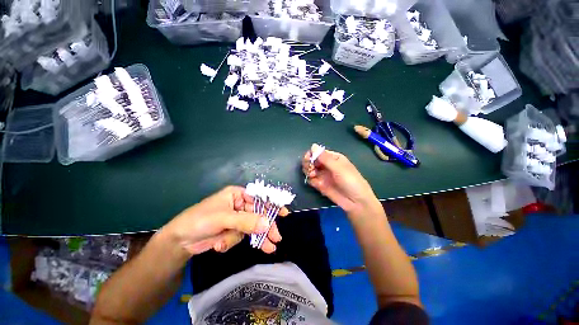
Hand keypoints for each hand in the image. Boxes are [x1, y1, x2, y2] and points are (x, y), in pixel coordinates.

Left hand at [163, 186, 288, 255]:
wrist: (179, 241)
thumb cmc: (200, 220)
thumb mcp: (224, 218)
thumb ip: (246, 221)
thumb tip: (267, 224)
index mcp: (238, 195)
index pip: (259, 198)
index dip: (271, 205)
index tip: (284, 213)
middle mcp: (239, 205)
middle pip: (258, 214)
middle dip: (266, 226)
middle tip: (276, 237)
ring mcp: (237, 219)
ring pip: (252, 227)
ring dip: (256, 238)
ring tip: (269, 248)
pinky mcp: (232, 231)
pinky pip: (241, 236)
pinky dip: (233, 242)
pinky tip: (221, 245)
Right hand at [302, 144, 381, 216]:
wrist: (356, 202)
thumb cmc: (351, 181)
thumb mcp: (339, 168)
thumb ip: (325, 158)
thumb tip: (313, 146)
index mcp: (333, 158)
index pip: (318, 152)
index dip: (312, 154)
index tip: (309, 158)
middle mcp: (326, 165)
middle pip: (312, 160)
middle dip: (308, 162)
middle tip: (310, 167)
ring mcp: (323, 175)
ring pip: (309, 169)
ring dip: (308, 170)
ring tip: (312, 174)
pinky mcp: (320, 184)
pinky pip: (311, 179)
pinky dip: (310, 179)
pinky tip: (314, 181)